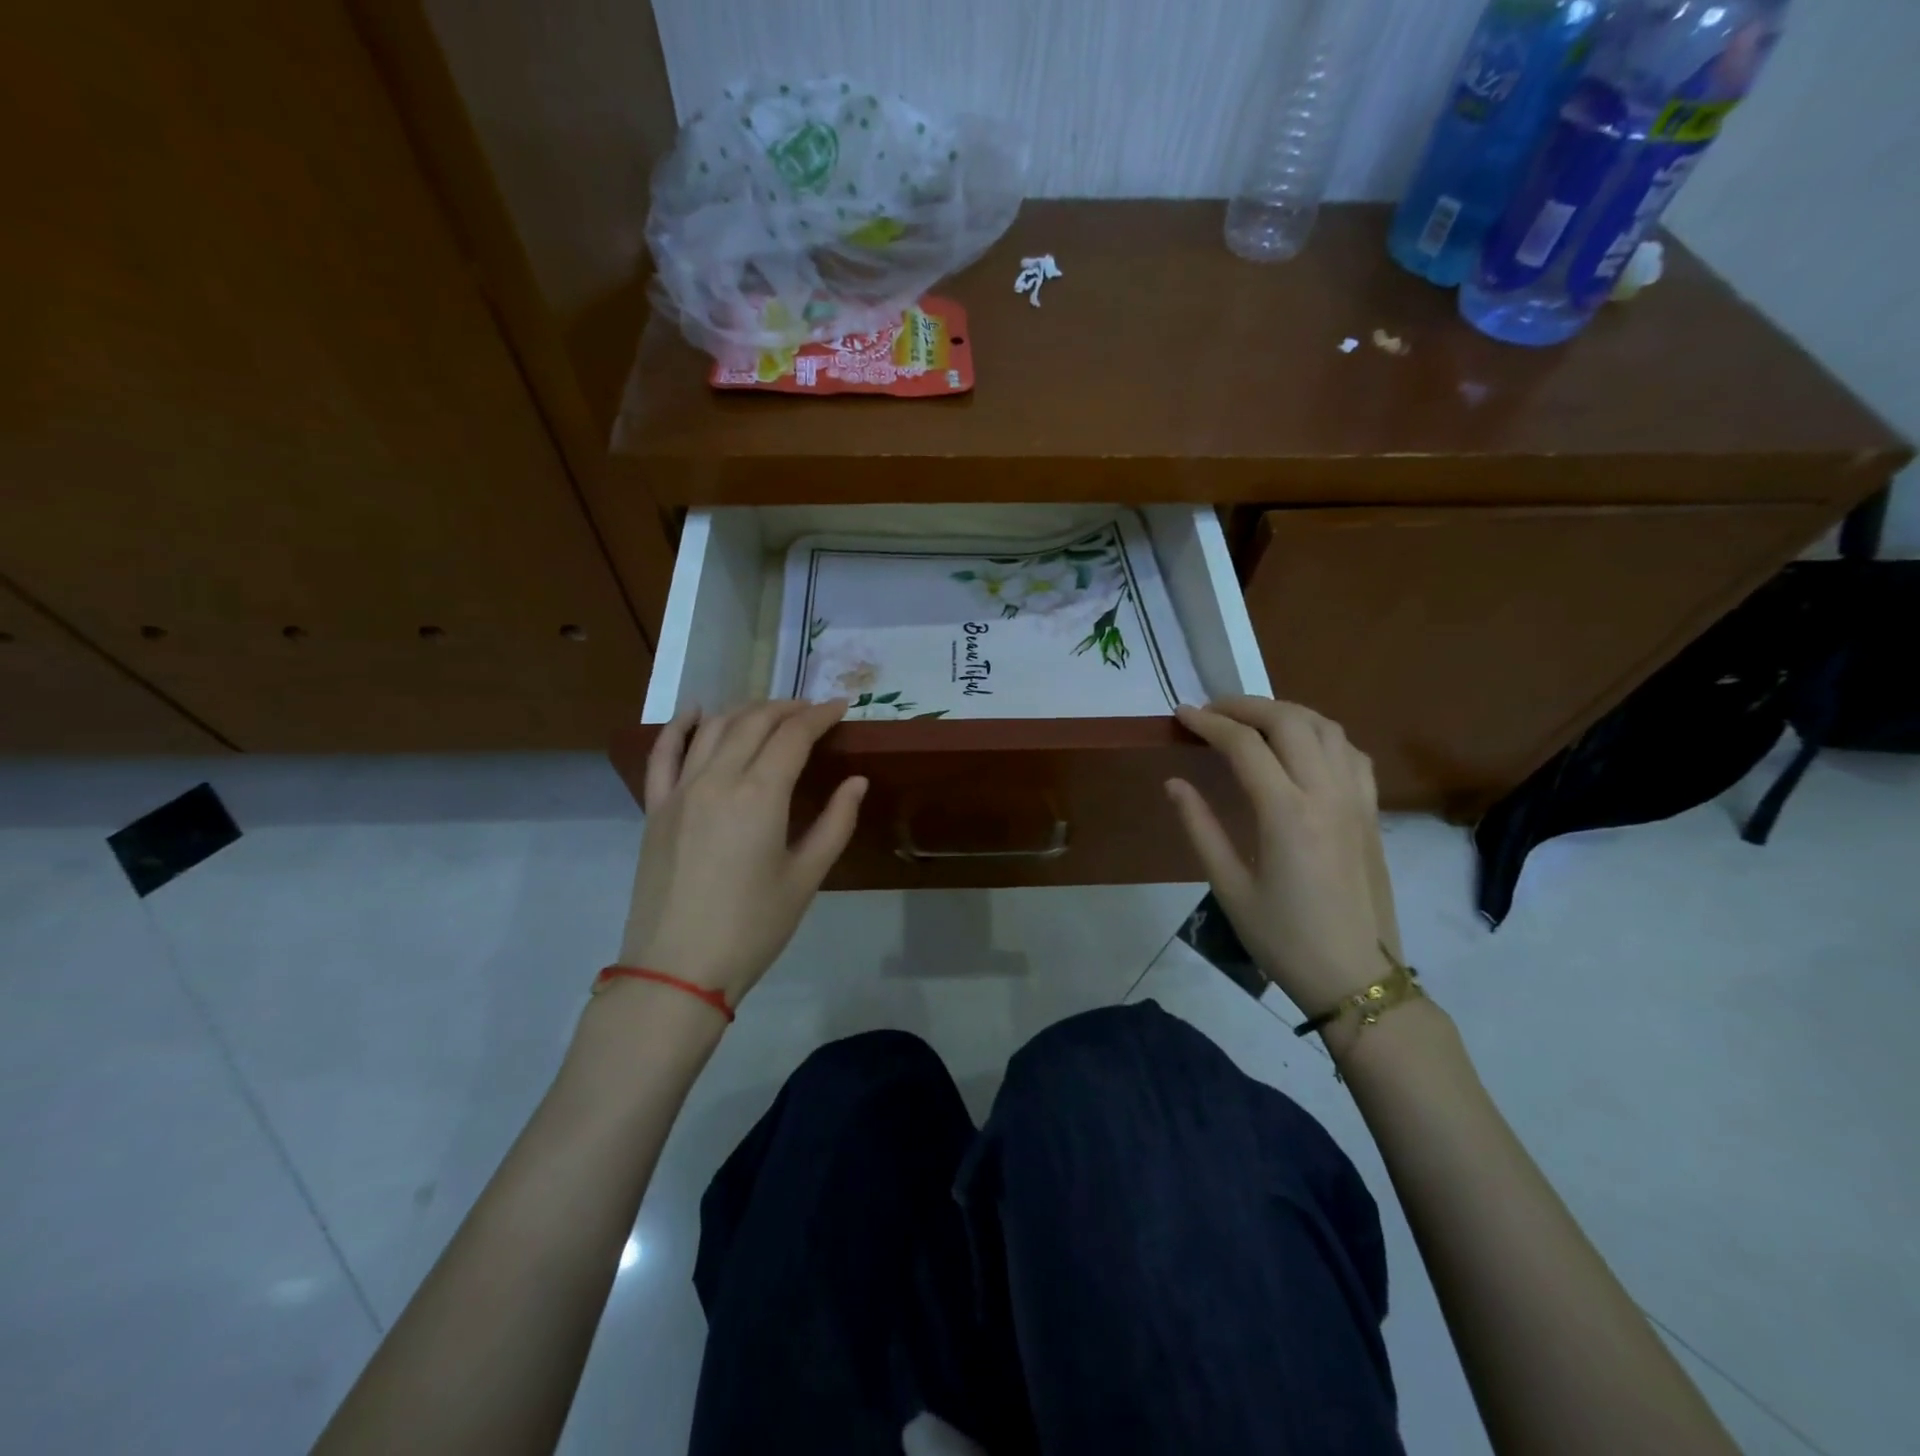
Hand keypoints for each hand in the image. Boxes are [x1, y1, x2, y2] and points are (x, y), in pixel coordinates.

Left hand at [618, 700, 866, 1005]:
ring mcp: (680, 791)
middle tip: (811, 711)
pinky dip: (680, 726)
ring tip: (770, 712)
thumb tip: (856, 782)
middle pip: (754, 723)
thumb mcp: (806, 878)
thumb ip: (835, 823)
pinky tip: (697, 712)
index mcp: (759, 795)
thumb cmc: (752, 928)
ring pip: (713, 729)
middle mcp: (717, 780)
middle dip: (787, 708)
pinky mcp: (655, 809)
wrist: (678, 970)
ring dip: (745, 710)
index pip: (792, 736)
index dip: (819, 716)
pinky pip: (663, 754)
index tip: (841, 707)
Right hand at [1166, 697, 1398, 1015]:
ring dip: (1286, 712)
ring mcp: (1356, 800)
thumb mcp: (1229, 888)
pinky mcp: (1371, 812)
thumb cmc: (1283, 939)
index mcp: (1286, 813)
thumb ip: (1200, 828)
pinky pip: (1351, 752)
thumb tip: (1174, 784)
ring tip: (1252, 720)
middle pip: (1289, 721)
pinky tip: (1301, 747)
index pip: (1244, 745)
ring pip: (1326, 727)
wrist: (1355, 977)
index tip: (1181, 714)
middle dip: (1246, 705)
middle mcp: (1326, 794)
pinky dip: (1321, 734)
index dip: (1208, 723)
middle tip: (1212, 710)